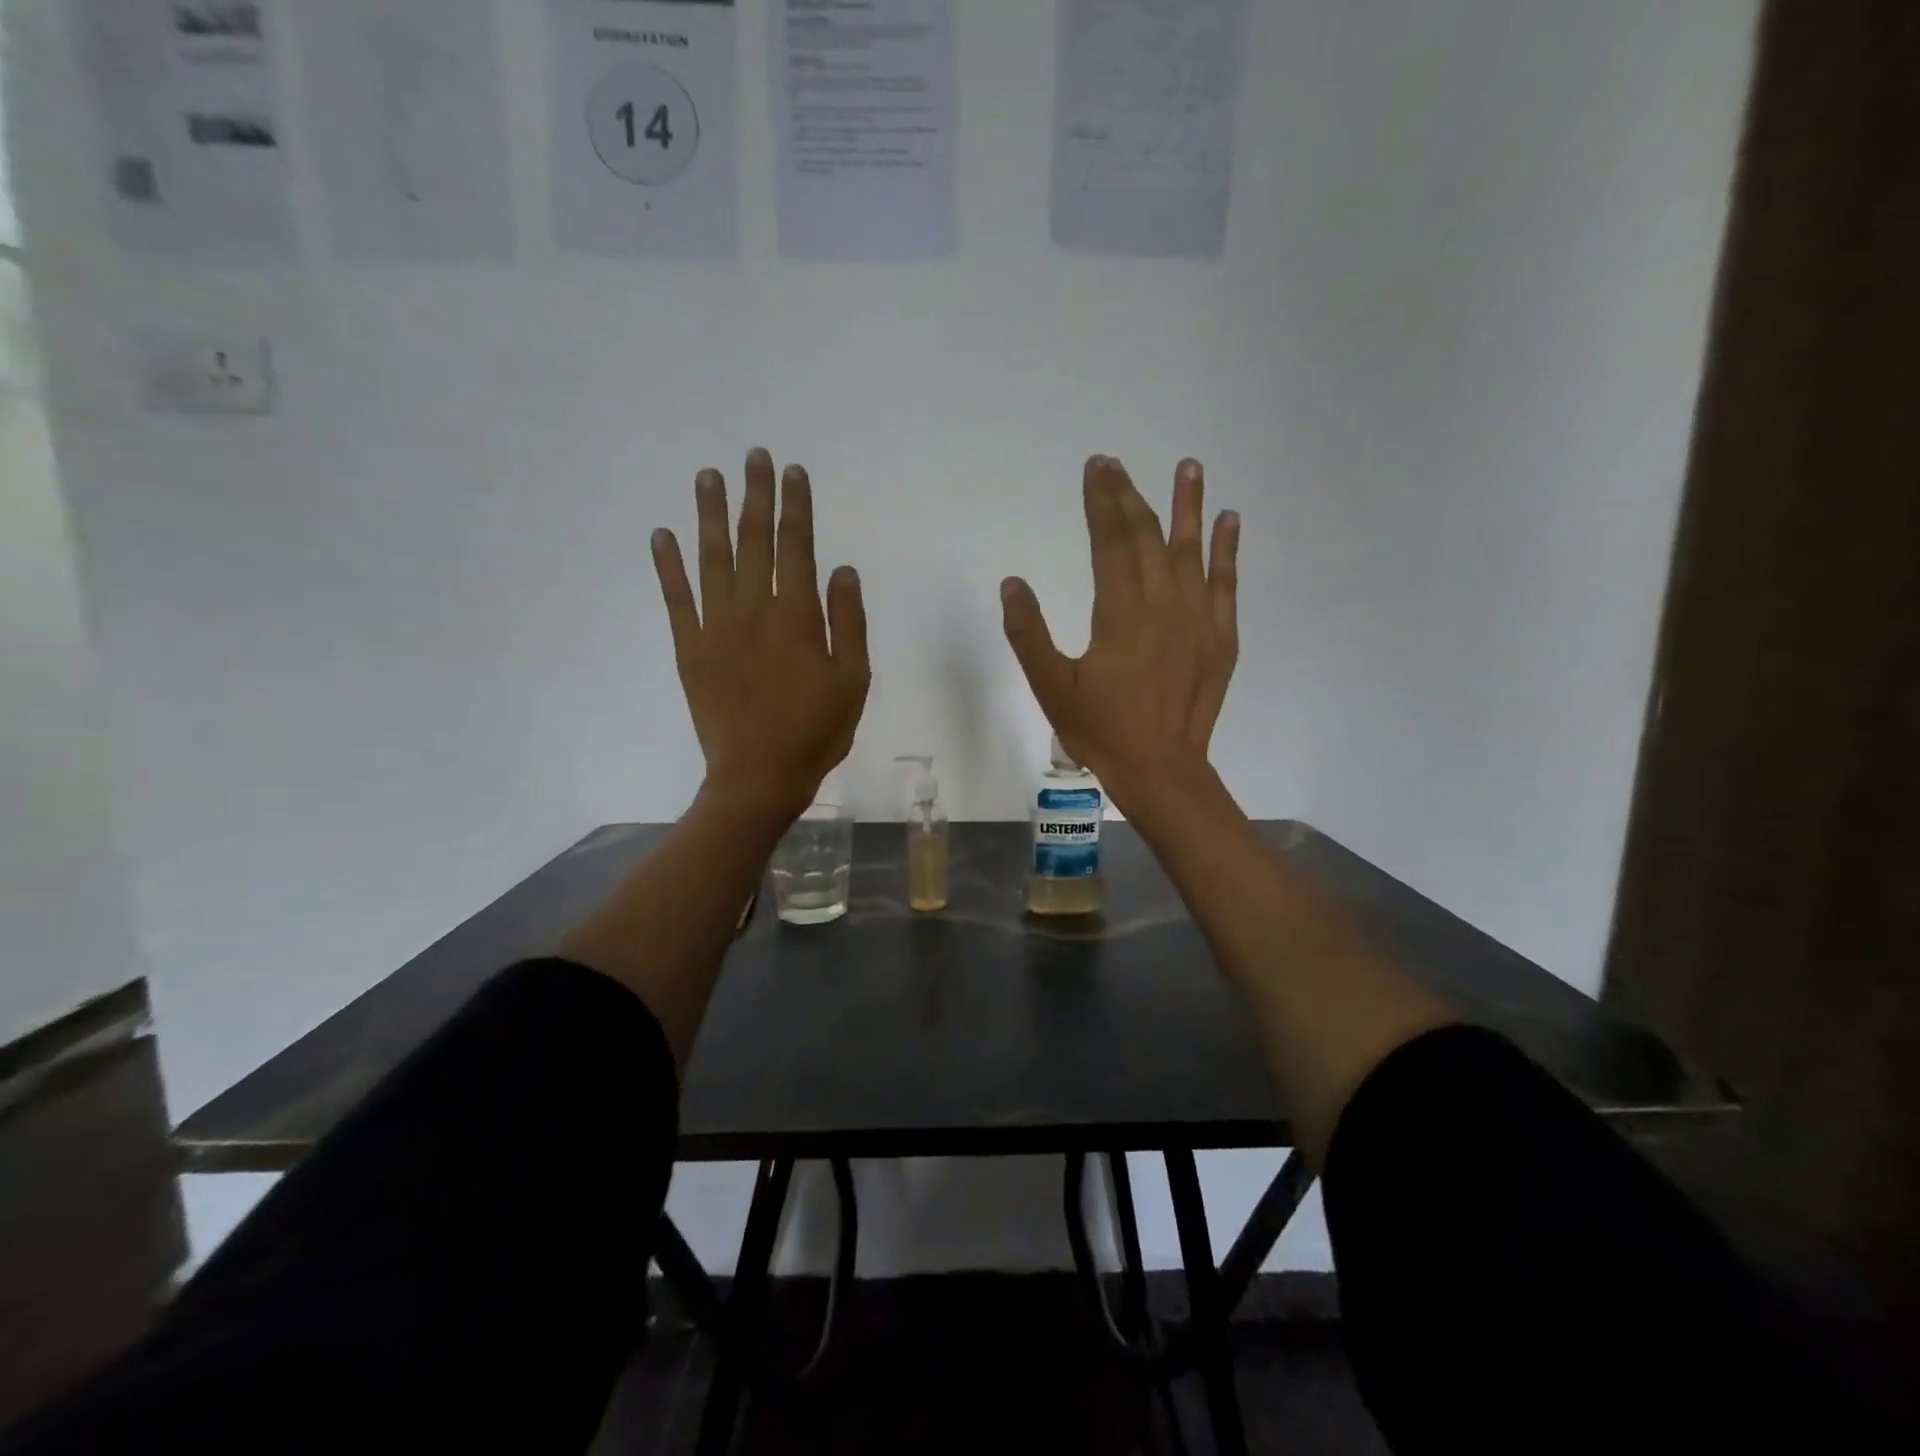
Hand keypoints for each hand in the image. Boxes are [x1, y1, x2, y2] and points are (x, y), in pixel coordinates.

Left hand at [651, 448, 870, 817]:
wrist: (758, 775)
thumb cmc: (815, 730)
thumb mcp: (852, 680)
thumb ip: (847, 622)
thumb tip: (842, 569)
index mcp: (796, 616)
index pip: (797, 547)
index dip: (796, 507)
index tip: (794, 472)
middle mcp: (753, 609)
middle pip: (754, 541)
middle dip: (755, 495)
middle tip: (753, 455)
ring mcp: (716, 627)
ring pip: (711, 558)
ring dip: (710, 514)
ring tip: (707, 475)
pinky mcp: (690, 648)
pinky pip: (676, 598)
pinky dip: (668, 565)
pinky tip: (662, 534)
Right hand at [1000, 455, 1239, 811]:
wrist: (1160, 769)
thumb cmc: (1100, 729)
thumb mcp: (1050, 686)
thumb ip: (1028, 634)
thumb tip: (1012, 583)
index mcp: (1121, 613)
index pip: (1110, 541)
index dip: (1101, 501)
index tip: (1096, 467)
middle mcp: (1164, 604)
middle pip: (1147, 536)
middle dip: (1130, 496)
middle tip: (1118, 464)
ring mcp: (1198, 619)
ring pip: (1191, 550)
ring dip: (1188, 505)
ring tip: (1190, 465)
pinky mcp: (1220, 637)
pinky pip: (1226, 583)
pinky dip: (1227, 549)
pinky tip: (1228, 520)